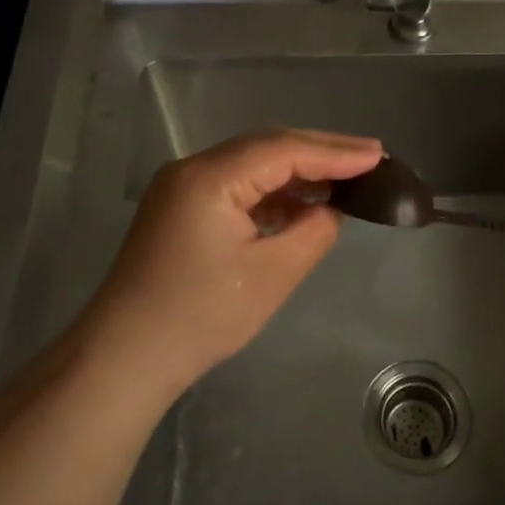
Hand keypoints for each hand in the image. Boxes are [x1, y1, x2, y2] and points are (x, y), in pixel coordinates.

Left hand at [77, 129, 383, 393]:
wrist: (125, 357)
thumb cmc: (201, 317)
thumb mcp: (272, 275)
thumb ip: (313, 232)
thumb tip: (330, 210)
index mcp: (209, 177)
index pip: (283, 150)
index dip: (335, 151)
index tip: (379, 156)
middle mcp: (191, 169)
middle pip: (266, 147)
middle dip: (320, 151)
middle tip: (371, 156)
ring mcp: (181, 188)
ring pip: (250, 164)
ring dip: (296, 171)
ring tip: (345, 176)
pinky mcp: (179, 209)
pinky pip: (235, 186)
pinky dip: (271, 191)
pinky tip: (300, 204)